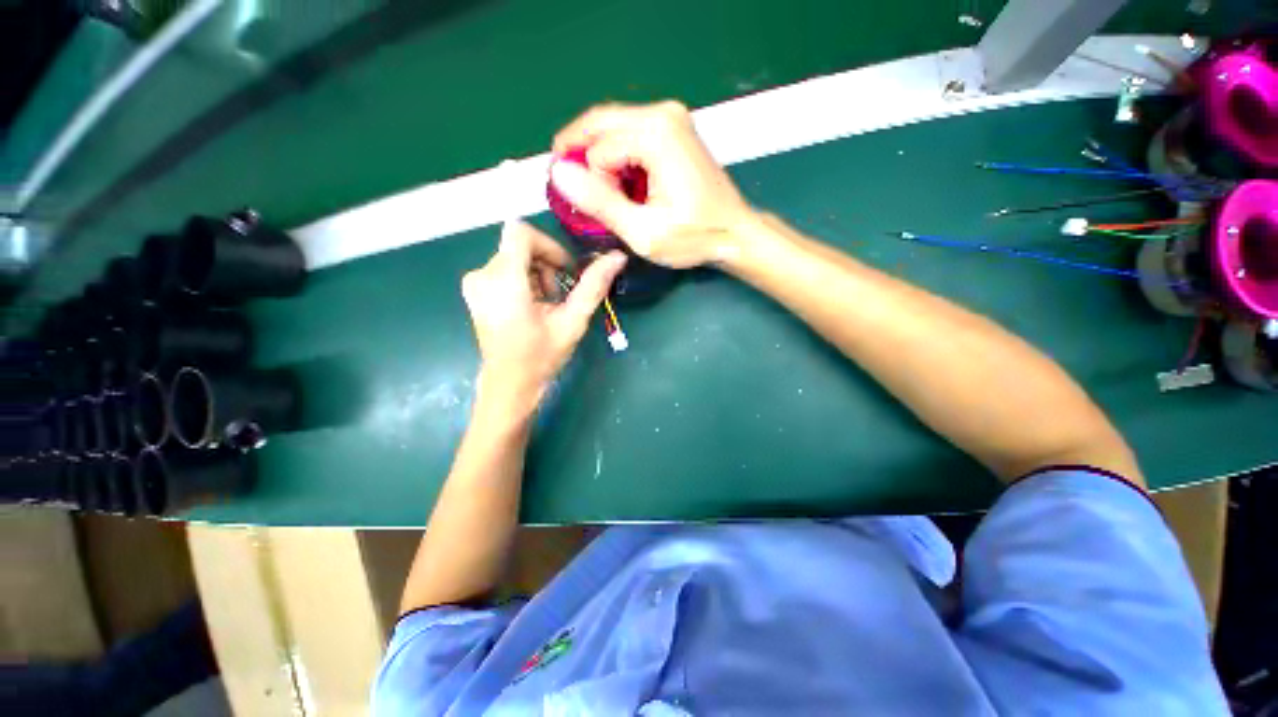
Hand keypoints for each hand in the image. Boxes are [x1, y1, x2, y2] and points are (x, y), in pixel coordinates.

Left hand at [462, 221, 625, 410]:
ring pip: (514, 257)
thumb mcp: (572, 322)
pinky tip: (532, 307)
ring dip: (538, 275)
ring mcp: (475, 283)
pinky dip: (525, 281)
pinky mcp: (475, 290)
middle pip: (521, 247)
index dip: (549, 245)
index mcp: (503, 281)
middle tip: (560, 297)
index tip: (565, 270)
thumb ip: (593, 286)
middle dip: (547, 266)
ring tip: (547, 306)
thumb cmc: (541, 356)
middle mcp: (482, 275)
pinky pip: (505, 268)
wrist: (510, 384)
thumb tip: (617, 257)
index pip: (521, 232)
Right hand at [550, 101, 756, 268]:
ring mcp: (671, 116)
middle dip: (581, 159)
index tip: (607, 212)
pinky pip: (630, 133)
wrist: (735, 233)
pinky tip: (624, 184)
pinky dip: (618, 157)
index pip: (597, 149)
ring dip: (599, 159)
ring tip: (606, 194)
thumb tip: (558, 173)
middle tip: (579, 194)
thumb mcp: (643, 231)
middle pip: (599, 123)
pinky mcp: (674, 127)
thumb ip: (600, 203)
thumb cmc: (694, 237)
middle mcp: (662, 113)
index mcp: (656, 134)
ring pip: (612, 127)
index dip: (593, 184)